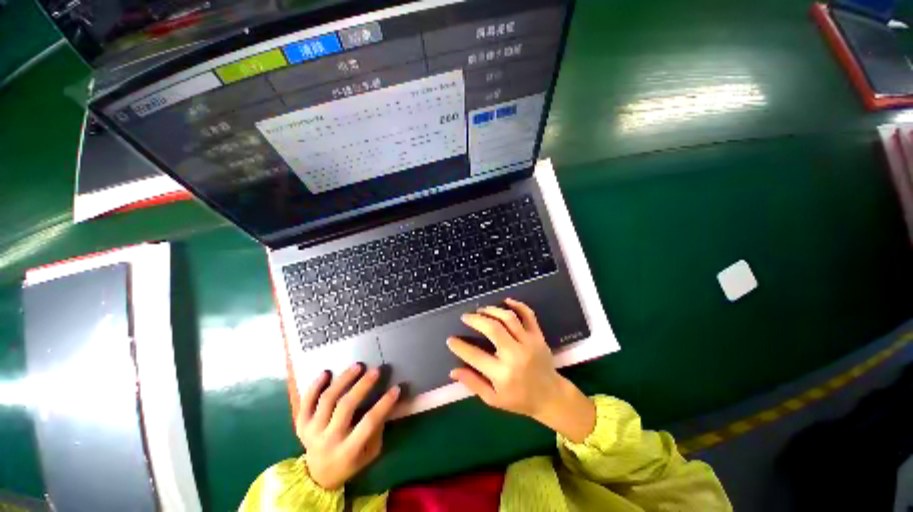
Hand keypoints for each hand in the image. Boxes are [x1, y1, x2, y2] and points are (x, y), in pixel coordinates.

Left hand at [296, 364, 399, 489]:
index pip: (369, 423)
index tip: (396, 388)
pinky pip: (306, 402)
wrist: (318, 476)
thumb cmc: (351, 462)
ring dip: (343, 380)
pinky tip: (326, 373)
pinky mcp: (301, 424)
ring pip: (327, 400)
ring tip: (357, 366)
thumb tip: (386, 403)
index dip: (384, 404)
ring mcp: (312, 431)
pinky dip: (314, 386)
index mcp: (348, 451)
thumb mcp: (370, 454)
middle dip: (362, 386)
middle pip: (345, 407)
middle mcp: (328, 440)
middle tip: (376, 371)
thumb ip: (377, 430)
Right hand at [447, 298, 595, 442]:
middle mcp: (515, 355)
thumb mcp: (494, 399)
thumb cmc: (520, 400)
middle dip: (475, 320)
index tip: (451, 339)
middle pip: (492, 329)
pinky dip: (518, 305)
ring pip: (509, 318)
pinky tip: (506, 301)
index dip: (460, 346)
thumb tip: (453, 371)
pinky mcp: (538, 336)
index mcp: (502, 374)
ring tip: (481, 310)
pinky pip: (528, 315)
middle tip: (465, 317)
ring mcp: (529, 343)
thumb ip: (473, 383)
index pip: (475, 355)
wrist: (551, 397)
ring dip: (492, 310)